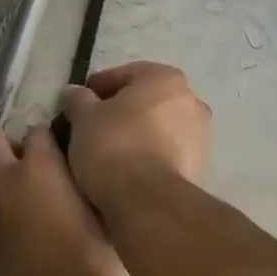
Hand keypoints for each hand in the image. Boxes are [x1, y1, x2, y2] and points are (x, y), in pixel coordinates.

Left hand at [0, 125, 126, 275]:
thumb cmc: (92, 259)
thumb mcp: (97, 208)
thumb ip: (76, 178)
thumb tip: (68, 166)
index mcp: (41, 165)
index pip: (36, 130)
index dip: (46, 140)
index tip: (54, 150)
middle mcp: (4, 175)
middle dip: (4, 143)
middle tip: (22, 163)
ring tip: (6, 187)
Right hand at [59, 61, 212, 211]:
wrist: (147, 201)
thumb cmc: (113, 145)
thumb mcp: (83, 116)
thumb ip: (78, 98)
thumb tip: (75, 93)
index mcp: (166, 79)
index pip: (125, 74)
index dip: (97, 87)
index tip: (77, 103)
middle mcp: (192, 101)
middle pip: (145, 100)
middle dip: (119, 111)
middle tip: (90, 126)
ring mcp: (201, 137)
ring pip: (157, 128)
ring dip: (135, 133)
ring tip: (106, 151)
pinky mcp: (200, 168)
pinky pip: (166, 152)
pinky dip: (148, 155)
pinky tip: (126, 168)